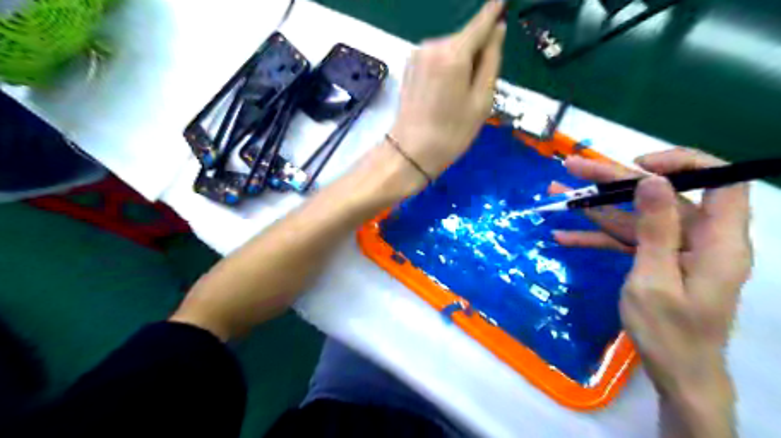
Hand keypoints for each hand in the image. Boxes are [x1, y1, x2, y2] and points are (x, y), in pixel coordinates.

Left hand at [390, 0, 506, 176]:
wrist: (411, 152)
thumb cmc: (452, 132)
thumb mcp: (482, 100)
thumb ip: (491, 60)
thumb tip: (497, 30)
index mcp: (453, 53)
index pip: (480, 23)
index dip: (494, 11)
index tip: (503, 0)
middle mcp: (432, 46)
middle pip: (465, 39)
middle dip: (476, 53)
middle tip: (477, 89)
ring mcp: (417, 55)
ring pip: (450, 49)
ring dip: (461, 63)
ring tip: (459, 96)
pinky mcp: (409, 66)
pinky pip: (437, 58)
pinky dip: (447, 68)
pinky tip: (444, 92)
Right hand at [555, 149, 749, 433]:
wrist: (675, 372)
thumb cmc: (670, 332)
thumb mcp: (654, 279)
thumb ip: (655, 229)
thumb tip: (654, 181)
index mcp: (716, 240)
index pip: (719, 181)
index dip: (684, 164)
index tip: (639, 167)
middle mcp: (698, 238)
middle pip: (657, 196)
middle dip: (613, 182)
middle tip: (572, 169)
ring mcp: (672, 250)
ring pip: (634, 217)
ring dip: (595, 208)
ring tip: (558, 194)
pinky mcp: (654, 261)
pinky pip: (625, 242)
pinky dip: (596, 239)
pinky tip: (564, 237)